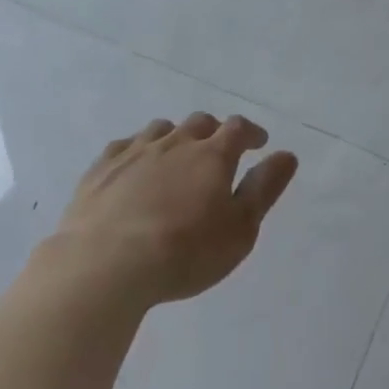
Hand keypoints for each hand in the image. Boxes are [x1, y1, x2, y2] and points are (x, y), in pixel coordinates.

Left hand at [51, 112, 298, 308]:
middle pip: (199, 123)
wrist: (104, 266)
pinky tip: (134, 167)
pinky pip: (124, 146)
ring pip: (161, 129)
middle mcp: (176, 142)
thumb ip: (265, 189)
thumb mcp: (240, 229)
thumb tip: (286, 155)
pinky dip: (136, 151)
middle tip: (217, 151)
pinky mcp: (101, 169)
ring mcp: (135, 152)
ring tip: (176, 157)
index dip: (251, 132)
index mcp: (212, 155)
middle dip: (213, 132)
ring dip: (175, 137)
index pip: (238, 128)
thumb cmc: (184, 253)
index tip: (258, 142)